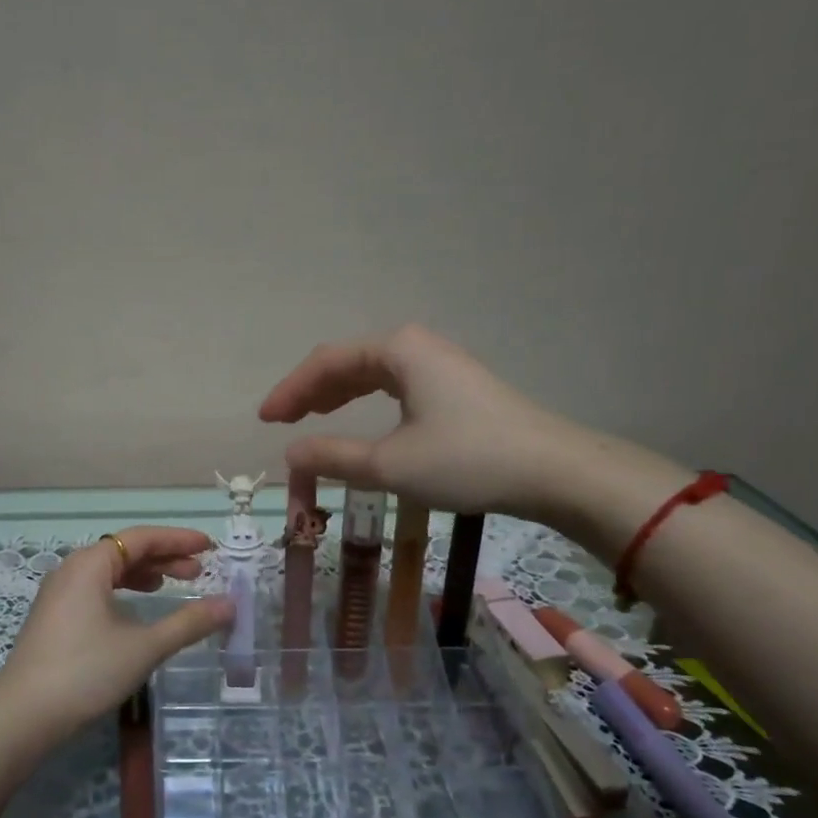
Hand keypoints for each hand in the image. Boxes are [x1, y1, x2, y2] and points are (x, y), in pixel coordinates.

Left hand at [0, 527, 233, 746]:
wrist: (24, 715)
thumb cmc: (87, 672)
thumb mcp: (144, 646)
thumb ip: (189, 623)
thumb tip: (230, 605)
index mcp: (90, 564)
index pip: (141, 538)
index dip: (178, 539)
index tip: (209, 546)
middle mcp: (72, 569)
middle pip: (124, 550)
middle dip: (163, 557)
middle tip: (198, 571)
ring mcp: (59, 593)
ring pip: (109, 570)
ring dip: (143, 574)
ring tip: (171, 585)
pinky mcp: (54, 616)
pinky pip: (96, 588)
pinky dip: (122, 590)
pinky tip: (136, 609)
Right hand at [258, 324, 600, 523]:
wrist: (553, 471)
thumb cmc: (466, 459)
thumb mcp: (390, 464)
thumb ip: (334, 456)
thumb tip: (291, 452)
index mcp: (397, 350)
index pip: (327, 362)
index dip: (290, 390)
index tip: (265, 419)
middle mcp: (416, 346)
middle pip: (348, 362)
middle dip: (311, 390)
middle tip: (282, 420)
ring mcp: (439, 364)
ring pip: (372, 373)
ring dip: (338, 394)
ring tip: (311, 417)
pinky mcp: (456, 386)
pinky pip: (395, 385)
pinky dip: (367, 401)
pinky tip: (362, 419)